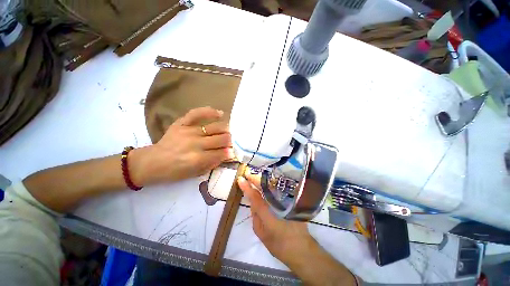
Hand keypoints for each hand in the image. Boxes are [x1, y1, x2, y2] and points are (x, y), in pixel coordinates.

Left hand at [131, 107, 234, 184]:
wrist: (152, 162)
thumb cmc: (174, 172)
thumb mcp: (195, 173)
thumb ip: (213, 163)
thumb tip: (227, 154)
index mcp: (198, 158)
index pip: (223, 153)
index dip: (230, 152)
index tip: (233, 151)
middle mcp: (196, 143)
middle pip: (222, 138)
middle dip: (230, 141)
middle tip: (231, 143)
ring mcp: (188, 131)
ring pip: (215, 127)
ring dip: (226, 130)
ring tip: (228, 131)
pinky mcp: (181, 123)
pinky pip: (197, 113)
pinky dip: (210, 112)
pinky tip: (220, 113)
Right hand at [237, 172, 315, 264]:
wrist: (300, 248)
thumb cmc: (278, 244)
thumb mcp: (261, 232)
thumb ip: (255, 215)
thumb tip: (253, 201)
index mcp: (268, 214)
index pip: (255, 197)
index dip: (247, 187)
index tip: (240, 179)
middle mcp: (278, 204)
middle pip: (266, 187)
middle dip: (256, 179)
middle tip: (248, 174)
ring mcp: (287, 201)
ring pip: (274, 185)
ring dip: (264, 180)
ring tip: (256, 177)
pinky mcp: (293, 200)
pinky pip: (281, 188)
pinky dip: (273, 184)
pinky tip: (268, 183)